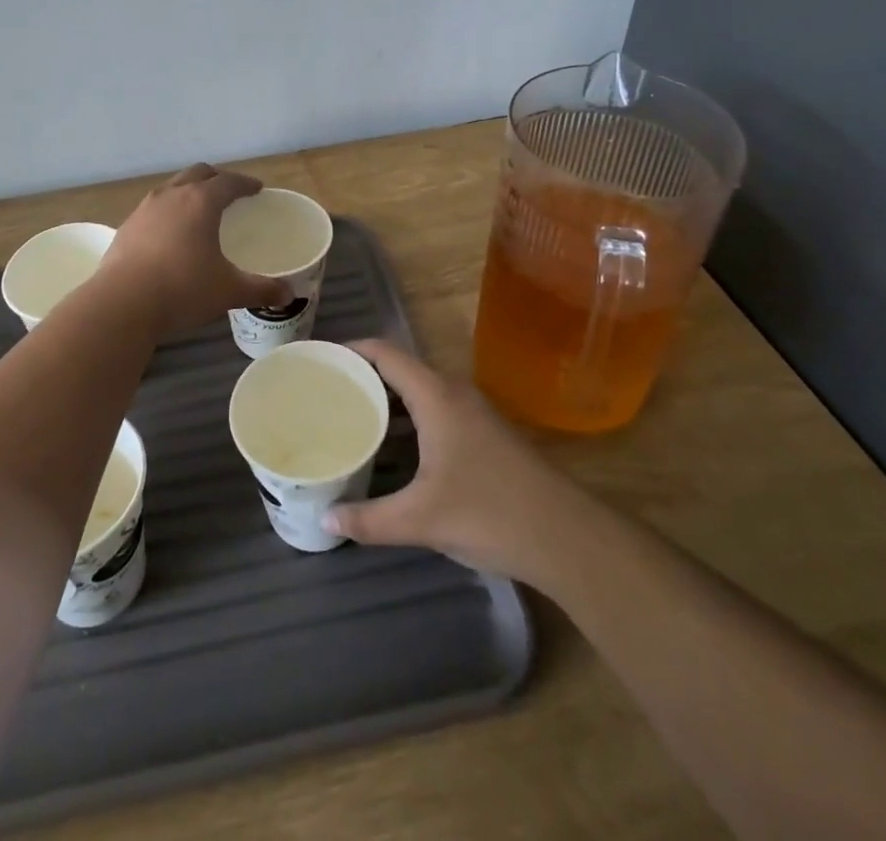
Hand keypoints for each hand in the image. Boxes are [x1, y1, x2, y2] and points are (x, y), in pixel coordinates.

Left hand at [94, 165, 292, 339]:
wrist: (121, 304)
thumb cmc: (182, 289)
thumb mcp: (228, 291)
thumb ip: (260, 289)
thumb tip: (288, 295)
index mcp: (201, 201)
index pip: (228, 181)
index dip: (245, 183)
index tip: (256, 189)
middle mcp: (172, 196)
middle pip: (197, 173)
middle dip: (216, 178)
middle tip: (229, 192)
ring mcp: (145, 209)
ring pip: (172, 187)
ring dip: (188, 191)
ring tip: (198, 209)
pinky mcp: (126, 227)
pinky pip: (153, 208)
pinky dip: (168, 211)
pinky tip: (170, 234)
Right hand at [324, 339, 583, 583]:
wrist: (566, 536)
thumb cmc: (489, 512)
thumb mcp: (421, 519)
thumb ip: (370, 519)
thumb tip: (325, 519)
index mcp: (436, 396)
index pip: (385, 353)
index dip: (351, 349)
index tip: (319, 359)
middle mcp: (454, 393)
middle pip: (400, 369)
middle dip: (363, 376)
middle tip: (325, 392)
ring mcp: (473, 413)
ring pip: (419, 392)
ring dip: (386, 400)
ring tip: (349, 416)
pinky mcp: (484, 435)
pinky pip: (434, 410)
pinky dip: (407, 418)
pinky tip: (392, 447)